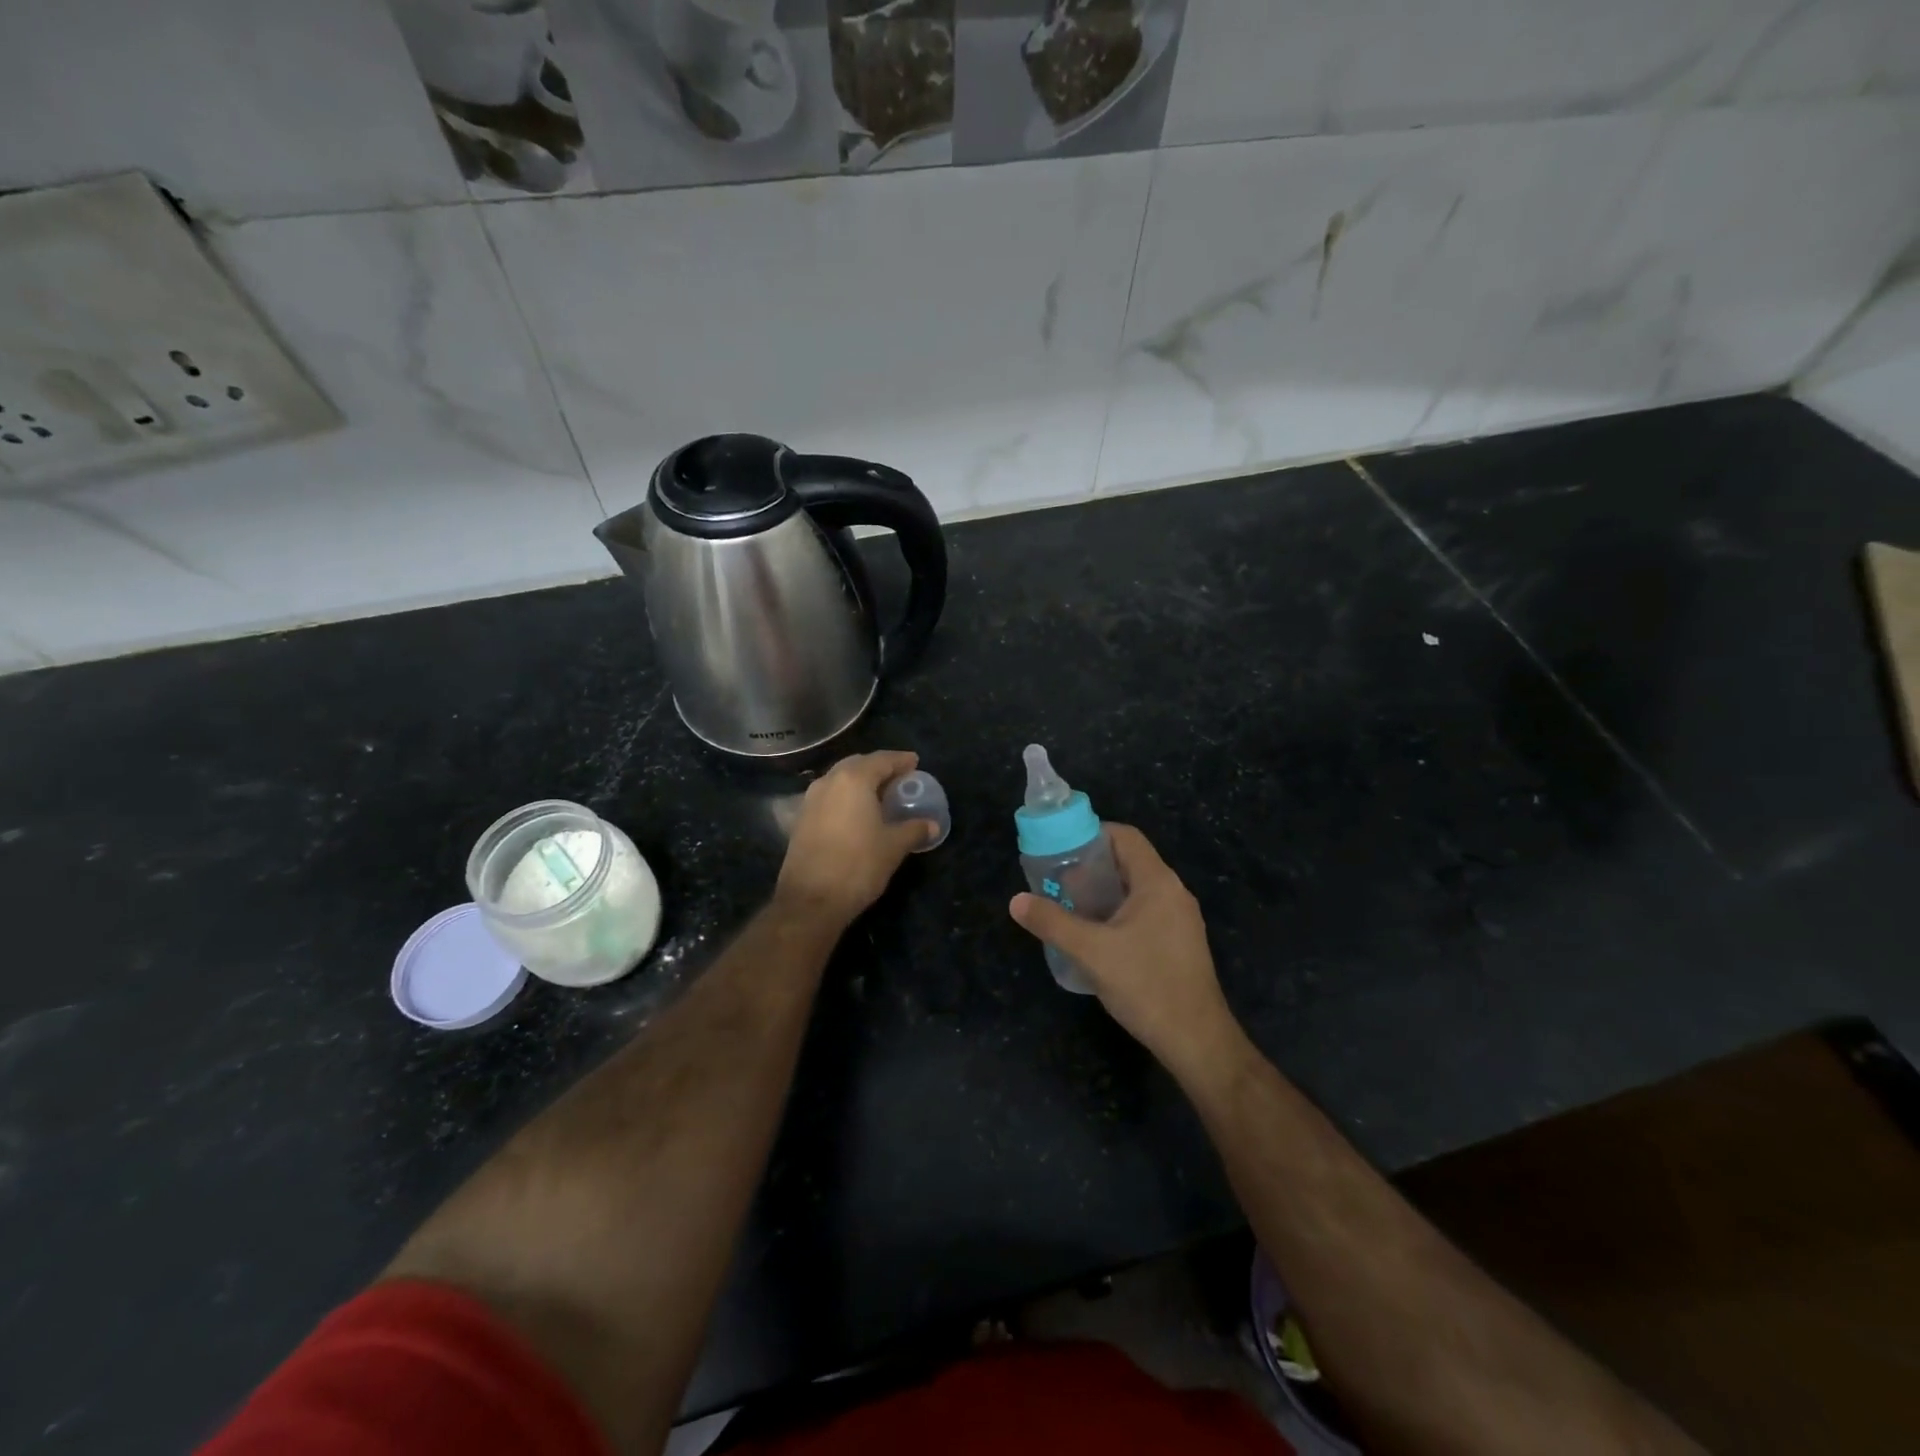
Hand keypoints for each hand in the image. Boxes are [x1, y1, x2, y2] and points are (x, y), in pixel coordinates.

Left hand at [777, 750, 932, 925]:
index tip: (915, 762)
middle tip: (899, 778)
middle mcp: (828, 782)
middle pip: (857, 765)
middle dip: (879, 768)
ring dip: (860, 782)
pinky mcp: (801, 820)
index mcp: (853, 780)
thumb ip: (914, 829)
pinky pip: (829, 797)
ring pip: (840, 780)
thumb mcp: (893, 847)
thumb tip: (932, 824)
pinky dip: (846, 798)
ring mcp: (810, 800)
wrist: (810, 900)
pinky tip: (857, 814)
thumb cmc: (858, 865)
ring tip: (880, 795)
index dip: (900, 760)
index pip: (881, 760)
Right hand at [1009, 825, 1244, 1083]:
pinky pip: (1144, 912)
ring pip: (1136, 889)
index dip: (1092, 834)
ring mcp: (1180, 919)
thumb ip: (1052, 923)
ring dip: (1103, 892)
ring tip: (1069, 906)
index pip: (1125, 836)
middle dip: (1091, 867)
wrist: (1197, 1040)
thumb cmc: (1146, 985)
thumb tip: (1016, 901)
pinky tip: (1095, 936)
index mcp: (1158, 882)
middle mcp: (1173, 892)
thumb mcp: (1091, 952)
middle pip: (1129, 861)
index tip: (1060, 848)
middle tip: (1057, 881)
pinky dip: (1117, 912)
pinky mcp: (1179, 943)